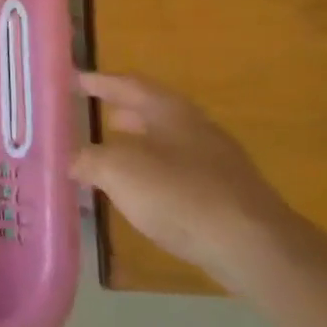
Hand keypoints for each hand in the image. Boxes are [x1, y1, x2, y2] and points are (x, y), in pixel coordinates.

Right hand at [72, 72, 299, 292]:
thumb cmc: (180, 195)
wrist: (255, 247)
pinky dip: (154, 175)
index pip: (128, 84)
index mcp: (170, 111)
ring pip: (166, 144)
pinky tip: (142, 194)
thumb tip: (71, 159)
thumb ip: (88, 159)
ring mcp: (216, 162)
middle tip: (95, 115)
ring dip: (137, 146)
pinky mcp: (227, 196)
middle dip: (122, 112)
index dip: (99, 81)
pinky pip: (179, 174)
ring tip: (111, 156)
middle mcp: (195, 128)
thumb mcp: (118, 171)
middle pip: (152, 112)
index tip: (74, 79)